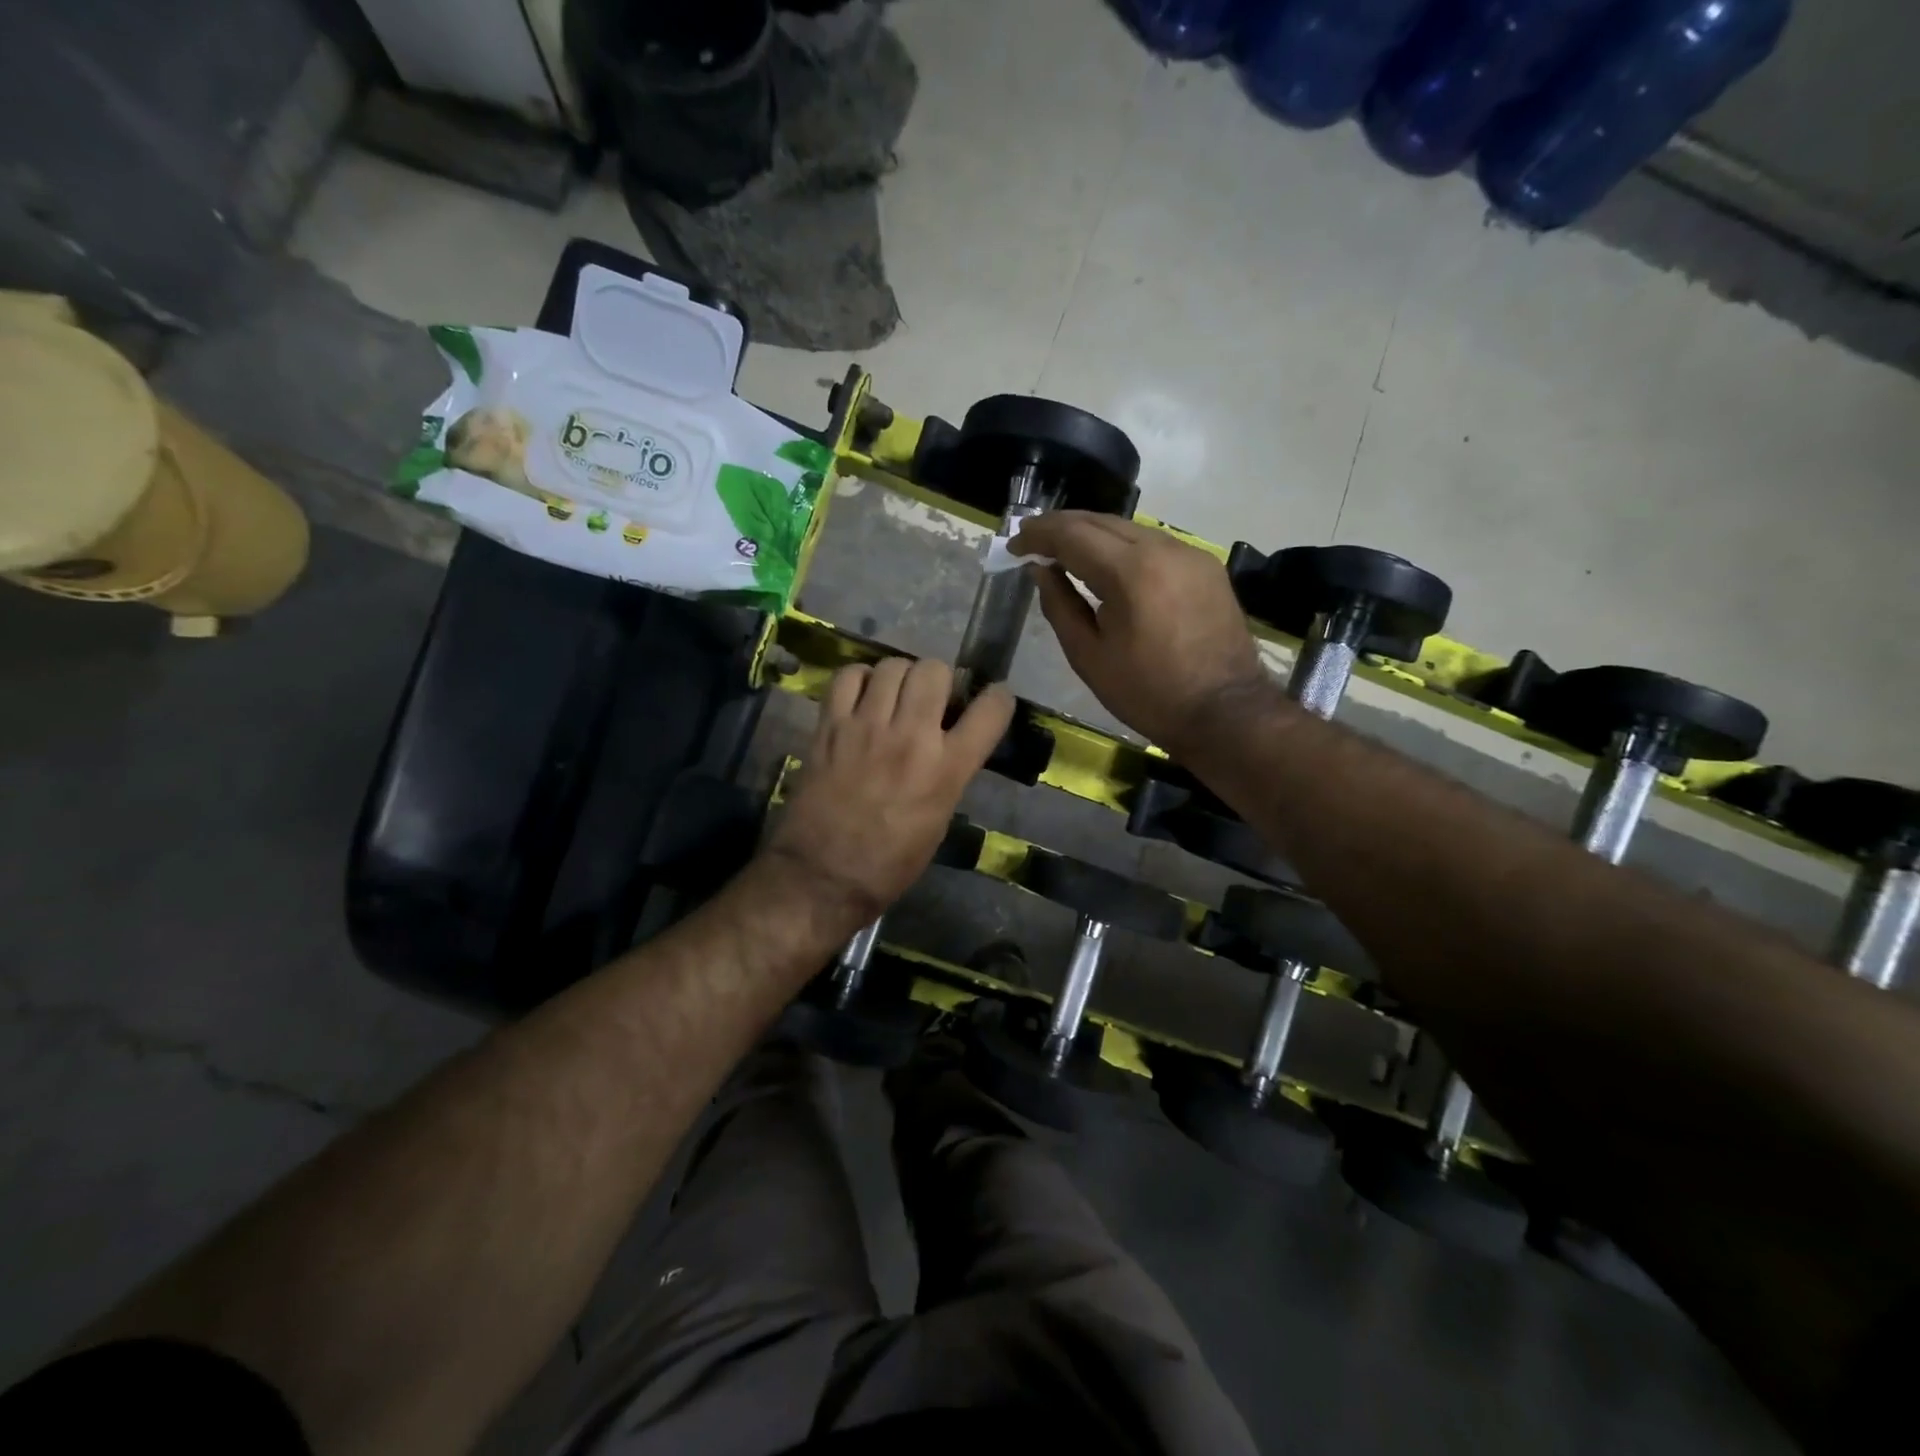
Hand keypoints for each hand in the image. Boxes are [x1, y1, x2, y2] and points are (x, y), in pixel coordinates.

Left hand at [767, 657, 1013, 923]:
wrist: (823, 876)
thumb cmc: (890, 863)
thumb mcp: (939, 819)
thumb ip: (950, 773)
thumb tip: (951, 741)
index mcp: (947, 769)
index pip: (990, 709)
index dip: (998, 698)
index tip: (992, 699)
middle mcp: (911, 738)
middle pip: (934, 670)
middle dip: (940, 680)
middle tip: (931, 699)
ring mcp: (867, 727)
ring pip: (893, 666)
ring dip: (900, 677)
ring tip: (894, 697)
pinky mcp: (830, 726)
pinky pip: (848, 676)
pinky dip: (859, 679)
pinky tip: (862, 697)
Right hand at [1012, 511, 1269, 751]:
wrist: (1224, 713)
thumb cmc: (1148, 694)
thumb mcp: (1089, 657)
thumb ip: (1060, 606)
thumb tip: (1041, 570)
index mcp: (1131, 573)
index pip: (1073, 534)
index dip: (1038, 534)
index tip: (1014, 544)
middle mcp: (1163, 548)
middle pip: (1101, 521)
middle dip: (1062, 526)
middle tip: (1031, 539)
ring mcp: (1190, 553)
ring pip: (1129, 528)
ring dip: (1092, 533)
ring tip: (1063, 550)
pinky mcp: (1206, 566)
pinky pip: (1154, 544)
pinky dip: (1122, 546)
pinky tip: (1107, 564)